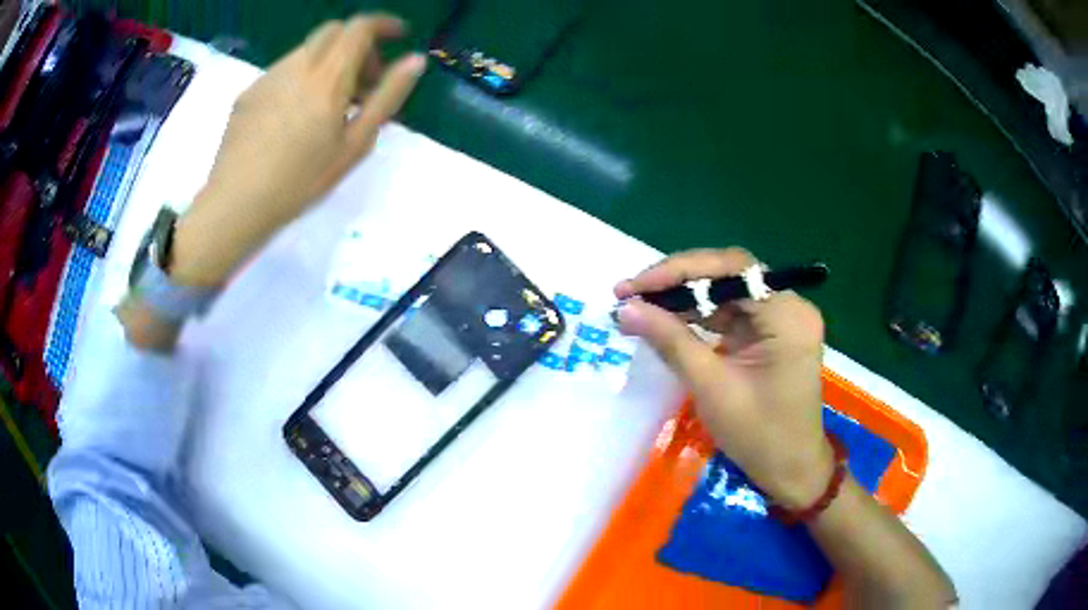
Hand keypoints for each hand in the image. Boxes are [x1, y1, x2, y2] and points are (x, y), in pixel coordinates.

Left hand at [172, 15, 425, 286]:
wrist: (236, 204)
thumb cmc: (301, 181)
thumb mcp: (355, 144)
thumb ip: (387, 97)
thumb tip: (415, 61)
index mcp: (328, 77)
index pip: (360, 27)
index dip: (384, 24)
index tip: (398, 36)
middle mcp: (298, 65)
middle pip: (334, 31)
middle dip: (356, 43)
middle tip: (363, 80)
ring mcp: (269, 77)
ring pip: (307, 50)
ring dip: (327, 62)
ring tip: (326, 106)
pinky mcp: (249, 92)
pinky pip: (283, 71)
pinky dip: (301, 78)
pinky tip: (293, 118)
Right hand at [614, 248, 832, 508]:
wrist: (791, 470)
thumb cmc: (759, 435)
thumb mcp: (712, 387)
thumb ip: (671, 341)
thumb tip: (625, 309)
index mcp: (787, 314)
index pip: (731, 269)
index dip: (679, 271)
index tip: (635, 286)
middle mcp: (789, 306)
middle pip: (729, 275)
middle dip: (678, 283)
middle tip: (630, 293)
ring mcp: (781, 319)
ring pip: (726, 292)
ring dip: (684, 298)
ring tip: (640, 305)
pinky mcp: (771, 333)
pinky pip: (731, 313)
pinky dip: (699, 316)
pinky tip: (667, 320)